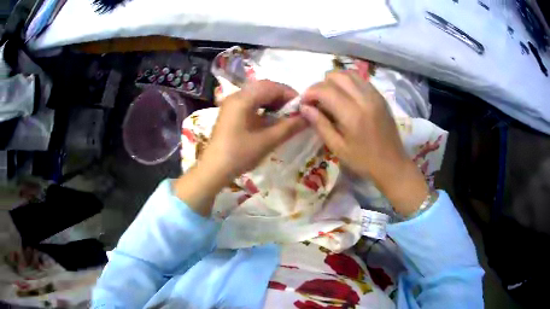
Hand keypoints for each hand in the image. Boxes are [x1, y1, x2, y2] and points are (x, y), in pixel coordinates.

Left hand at [174, 80, 305, 215]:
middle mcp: (236, 95)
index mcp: (243, 99)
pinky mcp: (230, 111)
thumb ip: (289, 127)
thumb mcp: (267, 141)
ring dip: (273, 100)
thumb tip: (309, 117)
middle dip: (282, 96)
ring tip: (285, 114)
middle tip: (295, 110)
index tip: (303, 107)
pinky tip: (270, 118)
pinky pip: (250, 101)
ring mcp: (232, 103)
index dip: (290, 94)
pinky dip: (263, 105)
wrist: (214, 169)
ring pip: (257, 93)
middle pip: (264, 86)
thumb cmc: (239, 154)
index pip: (272, 86)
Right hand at [300, 71, 428, 215]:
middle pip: (337, 76)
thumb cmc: (364, 161)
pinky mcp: (381, 97)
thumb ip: (320, 124)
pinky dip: (349, 83)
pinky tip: (346, 97)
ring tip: (330, 96)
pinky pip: (361, 80)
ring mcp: (375, 95)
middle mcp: (364, 99)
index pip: (325, 90)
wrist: (392, 164)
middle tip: (317, 100)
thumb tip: (304, 107)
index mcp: (352, 114)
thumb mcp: (338, 148)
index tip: (304, 103)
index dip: (310, 93)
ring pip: (349, 74)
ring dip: (335, 81)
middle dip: (321, 85)